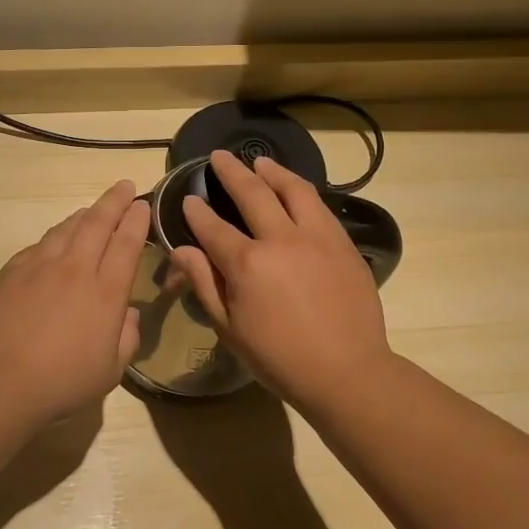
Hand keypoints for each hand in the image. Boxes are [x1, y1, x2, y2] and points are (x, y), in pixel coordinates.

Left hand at [0, 180, 150, 421]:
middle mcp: (74, 269)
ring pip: (65, 229)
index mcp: (105, 292)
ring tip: (91, 210)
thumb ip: (126, 338)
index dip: (136, 220)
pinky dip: (53, 237)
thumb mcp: (110, 371)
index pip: (126, 244)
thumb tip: (127, 314)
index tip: (141, 205)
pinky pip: (37, 246)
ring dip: (83, 215)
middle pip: (97, 223)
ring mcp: (38, 267)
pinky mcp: (10, 273)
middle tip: (123, 186)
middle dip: (114, 201)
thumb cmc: (62, 383)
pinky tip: (53, 241)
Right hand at [170, 149, 392, 407]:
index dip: (197, 211)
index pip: (213, 227)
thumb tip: (181, 250)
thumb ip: (204, 283)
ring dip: (272, 172)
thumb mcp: (229, 328)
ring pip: (293, 190)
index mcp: (246, 264)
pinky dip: (302, 191)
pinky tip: (295, 190)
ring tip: (260, 162)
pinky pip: (320, 205)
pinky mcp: (342, 243)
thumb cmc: (279, 358)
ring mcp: (316, 237)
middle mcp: (280, 239)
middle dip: (232, 172)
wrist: (346, 371)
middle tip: (220, 156)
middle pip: (252, 193)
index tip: (189, 198)